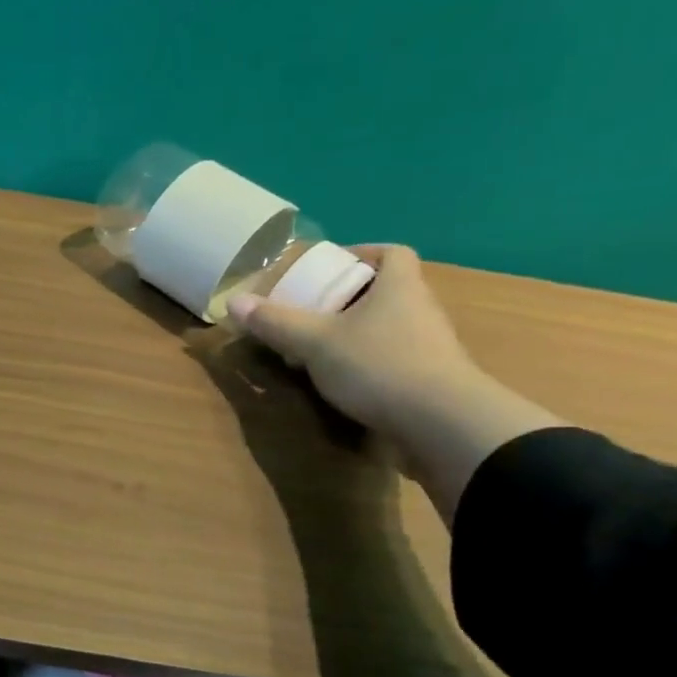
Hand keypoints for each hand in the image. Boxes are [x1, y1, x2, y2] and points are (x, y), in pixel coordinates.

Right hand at [228, 246, 560, 517]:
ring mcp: (430, 346)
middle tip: (310, 311)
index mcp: (399, 286)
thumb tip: (233, 301)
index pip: (392, 253)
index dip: (362, 253)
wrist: (443, 423)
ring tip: (318, 348)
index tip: (329, 268)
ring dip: (356, 332)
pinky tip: (342, 380)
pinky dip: (368, 361)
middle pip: (385, 290)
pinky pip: (394, 357)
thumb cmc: (378, 365)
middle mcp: (420, 309)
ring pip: (389, 326)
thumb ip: (274, 322)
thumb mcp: (314, 342)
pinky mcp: (430, 379)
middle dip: (347, 298)